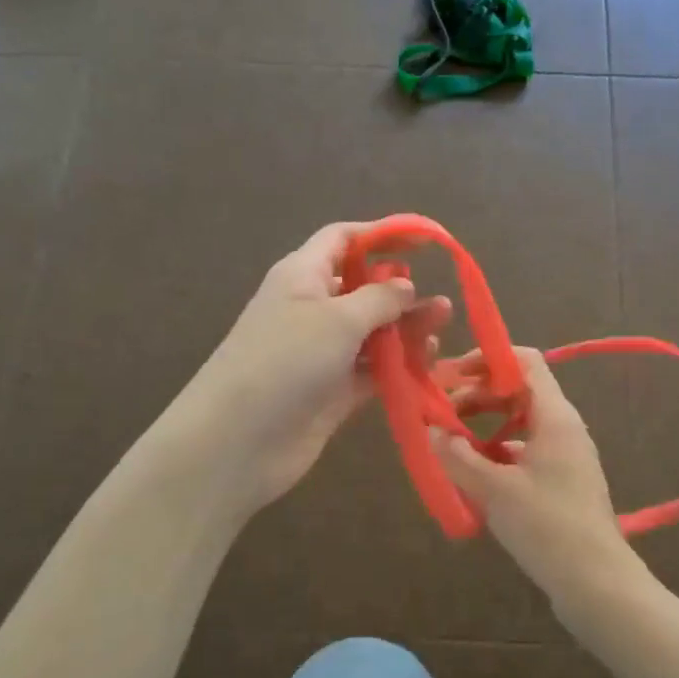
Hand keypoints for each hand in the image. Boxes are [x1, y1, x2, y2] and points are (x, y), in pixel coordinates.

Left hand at [174, 223, 450, 515]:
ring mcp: (321, 353)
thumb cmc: (285, 361)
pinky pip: (371, 370)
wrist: (237, 442)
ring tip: (441, 329)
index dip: (381, 235)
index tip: (424, 242)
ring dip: (405, 330)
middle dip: (400, 292)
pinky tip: (427, 363)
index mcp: (302, 276)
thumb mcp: (337, 319)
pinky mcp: (331, 392)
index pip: (342, 240)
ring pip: (371, 332)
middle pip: (362, 288)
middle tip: (441, 304)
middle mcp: (312, 309)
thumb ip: (379, 298)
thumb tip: (405, 285)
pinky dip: (398, 365)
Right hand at [431, 347, 646, 616]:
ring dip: (482, 425)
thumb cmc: (547, 526)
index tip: (449, 374)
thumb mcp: (494, 490)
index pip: (524, 362)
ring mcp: (563, 456)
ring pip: (517, 423)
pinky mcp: (559, 482)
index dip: (486, 359)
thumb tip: (431, 430)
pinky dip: (495, 454)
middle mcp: (562, 427)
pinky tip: (471, 475)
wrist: (597, 583)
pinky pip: (522, 452)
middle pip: (517, 391)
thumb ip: (458, 456)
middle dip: (476, 394)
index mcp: (554, 416)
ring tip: (448, 443)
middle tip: (438, 412)